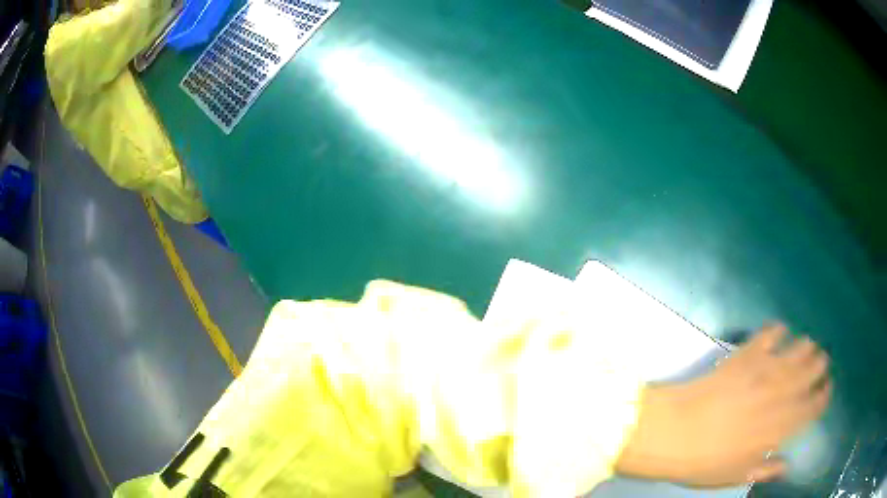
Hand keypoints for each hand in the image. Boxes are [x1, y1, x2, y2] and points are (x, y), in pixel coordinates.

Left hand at [615, 324, 831, 486]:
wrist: (674, 433)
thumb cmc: (704, 462)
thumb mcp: (737, 475)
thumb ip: (765, 469)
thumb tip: (786, 466)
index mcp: (781, 426)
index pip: (814, 406)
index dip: (823, 396)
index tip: (826, 390)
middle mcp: (781, 394)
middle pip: (812, 371)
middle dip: (820, 365)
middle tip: (821, 363)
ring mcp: (765, 369)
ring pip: (798, 349)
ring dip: (806, 347)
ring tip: (808, 346)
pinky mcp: (747, 354)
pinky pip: (769, 333)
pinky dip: (777, 330)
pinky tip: (780, 331)